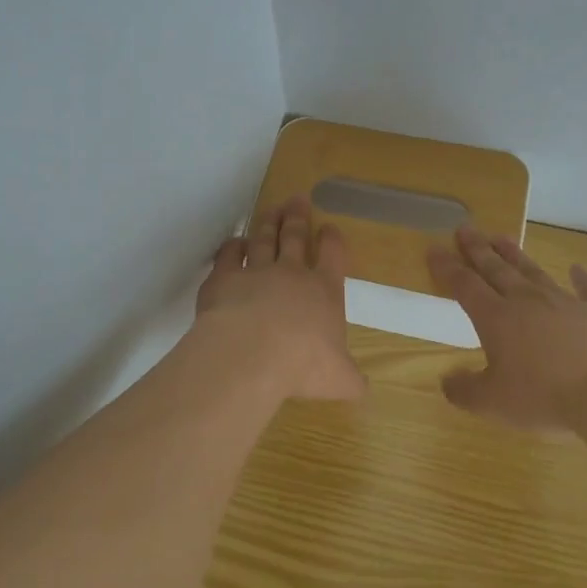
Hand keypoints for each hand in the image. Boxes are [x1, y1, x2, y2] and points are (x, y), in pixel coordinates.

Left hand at [195, 197, 364, 402]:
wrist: (251, 353)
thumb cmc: (303, 364)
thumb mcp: (339, 379)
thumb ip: (351, 380)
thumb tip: (362, 389)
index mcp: (324, 292)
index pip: (333, 256)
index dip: (332, 241)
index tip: (329, 228)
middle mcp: (292, 274)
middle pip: (296, 238)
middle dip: (298, 218)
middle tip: (298, 199)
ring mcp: (256, 272)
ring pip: (264, 240)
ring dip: (269, 224)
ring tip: (272, 209)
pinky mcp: (224, 278)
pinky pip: (229, 255)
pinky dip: (233, 246)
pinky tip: (235, 242)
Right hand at [427, 228, 586, 441]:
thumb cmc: (545, 397)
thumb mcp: (493, 404)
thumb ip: (464, 390)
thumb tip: (447, 381)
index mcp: (496, 319)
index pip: (465, 285)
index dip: (447, 267)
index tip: (434, 248)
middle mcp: (528, 301)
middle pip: (497, 269)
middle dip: (478, 249)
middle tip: (465, 229)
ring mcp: (567, 302)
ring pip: (534, 272)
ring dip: (516, 255)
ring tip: (501, 237)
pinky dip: (581, 278)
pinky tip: (577, 268)